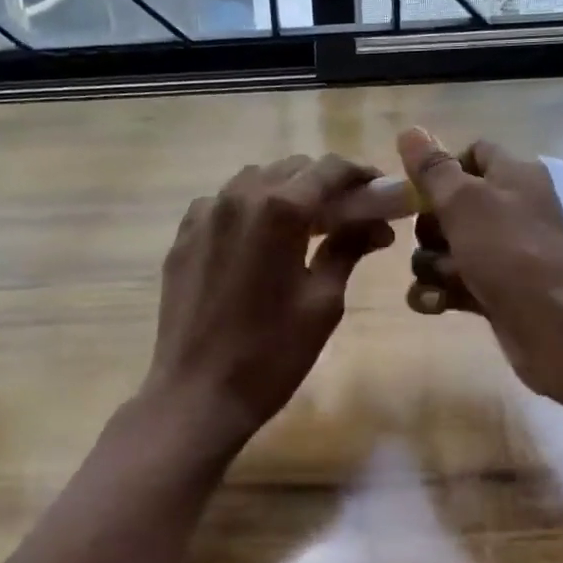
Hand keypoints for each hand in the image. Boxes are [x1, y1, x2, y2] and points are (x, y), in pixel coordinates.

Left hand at [145, 154, 395, 444]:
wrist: (198, 393)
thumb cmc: (272, 354)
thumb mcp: (323, 302)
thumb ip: (347, 249)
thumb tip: (375, 225)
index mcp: (279, 210)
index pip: (329, 169)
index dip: (360, 175)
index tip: (378, 192)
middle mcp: (238, 198)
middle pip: (292, 169)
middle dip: (325, 184)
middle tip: (348, 216)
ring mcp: (205, 215)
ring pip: (255, 180)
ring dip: (286, 192)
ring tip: (305, 226)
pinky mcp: (183, 236)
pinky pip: (223, 203)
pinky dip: (249, 209)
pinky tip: (259, 240)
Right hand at [397, 128, 562, 408]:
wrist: (555, 327)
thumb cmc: (510, 252)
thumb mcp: (465, 202)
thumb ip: (433, 169)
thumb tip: (409, 131)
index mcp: (513, 176)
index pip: (472, 154)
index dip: (442, 168)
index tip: (419, 189)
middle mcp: (510, 210)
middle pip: (450, 206)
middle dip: (428, 226)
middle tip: (432, 239)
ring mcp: (502, 254)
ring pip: (445, 249)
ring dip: (430, 265)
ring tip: (440, 280)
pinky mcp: (494, 292)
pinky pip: (452, 284)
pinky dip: (439, 293)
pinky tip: (436, 304)